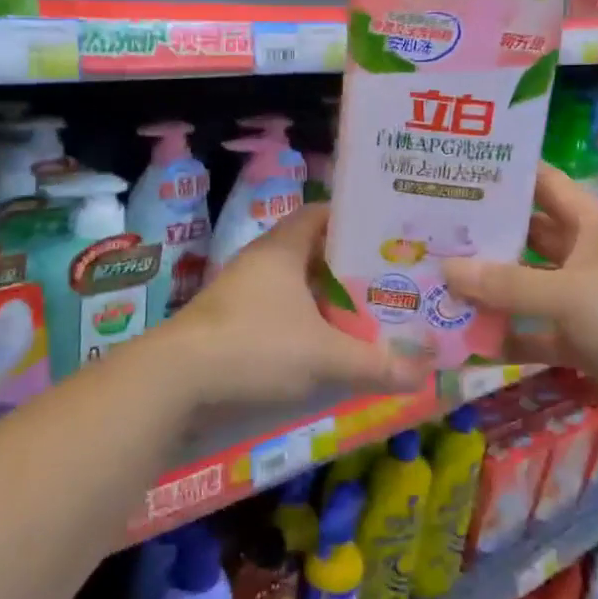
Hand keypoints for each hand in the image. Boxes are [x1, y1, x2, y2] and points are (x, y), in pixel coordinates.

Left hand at [168, 205, 429, 406]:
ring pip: (294, 291)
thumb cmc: (254, 348)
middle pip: (311, 254)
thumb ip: (375, 364)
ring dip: (325, 304)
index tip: (386, 234)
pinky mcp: (228, 329)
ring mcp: (240, 297)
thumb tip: (423, 373)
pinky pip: (277, 319)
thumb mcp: (324, 357)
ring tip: (366, 319)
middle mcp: (259, 265)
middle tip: (389, 283)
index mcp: (281, 250)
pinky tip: (325, 353)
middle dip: (348, 269)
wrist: (173, 384)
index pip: (319, 214)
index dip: (352, 220)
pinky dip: (303, 330)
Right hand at [442, 164, 597, 428]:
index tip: (459, 169)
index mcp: (590, 225)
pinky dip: (507, 337)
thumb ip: (507, 284)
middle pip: (526, 237)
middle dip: (484, 236)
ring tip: (435, 284)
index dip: (507, 175)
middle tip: (430, 232)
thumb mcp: (569, 293)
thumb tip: (445, 269)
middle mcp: (583, 255)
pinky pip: (534, 333)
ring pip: (525, 287)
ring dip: (489, 290)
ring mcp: (581, 299)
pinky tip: (468, 341)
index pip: (544, 184)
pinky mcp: (580, 340)